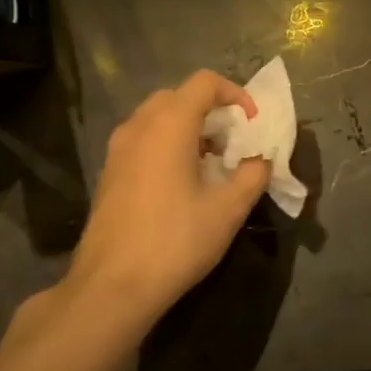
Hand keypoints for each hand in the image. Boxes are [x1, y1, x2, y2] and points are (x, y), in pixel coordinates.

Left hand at [51, 71, 270, 342]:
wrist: (111, 287)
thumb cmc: (175, 241)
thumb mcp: (228, 209)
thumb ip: (253, 174)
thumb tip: (261, 159)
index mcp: (169, 124)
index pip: (205, 82)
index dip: (235, 94)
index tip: (252, 124)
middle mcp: (139, 126)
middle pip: (179, 96)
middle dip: (211, 110)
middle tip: (233, 141)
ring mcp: (118, 149)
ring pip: (157, 118)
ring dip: (188, 128)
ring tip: (211, 163)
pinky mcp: (109, 173)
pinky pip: (143, 140)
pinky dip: (167, 145)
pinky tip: (182, 182)